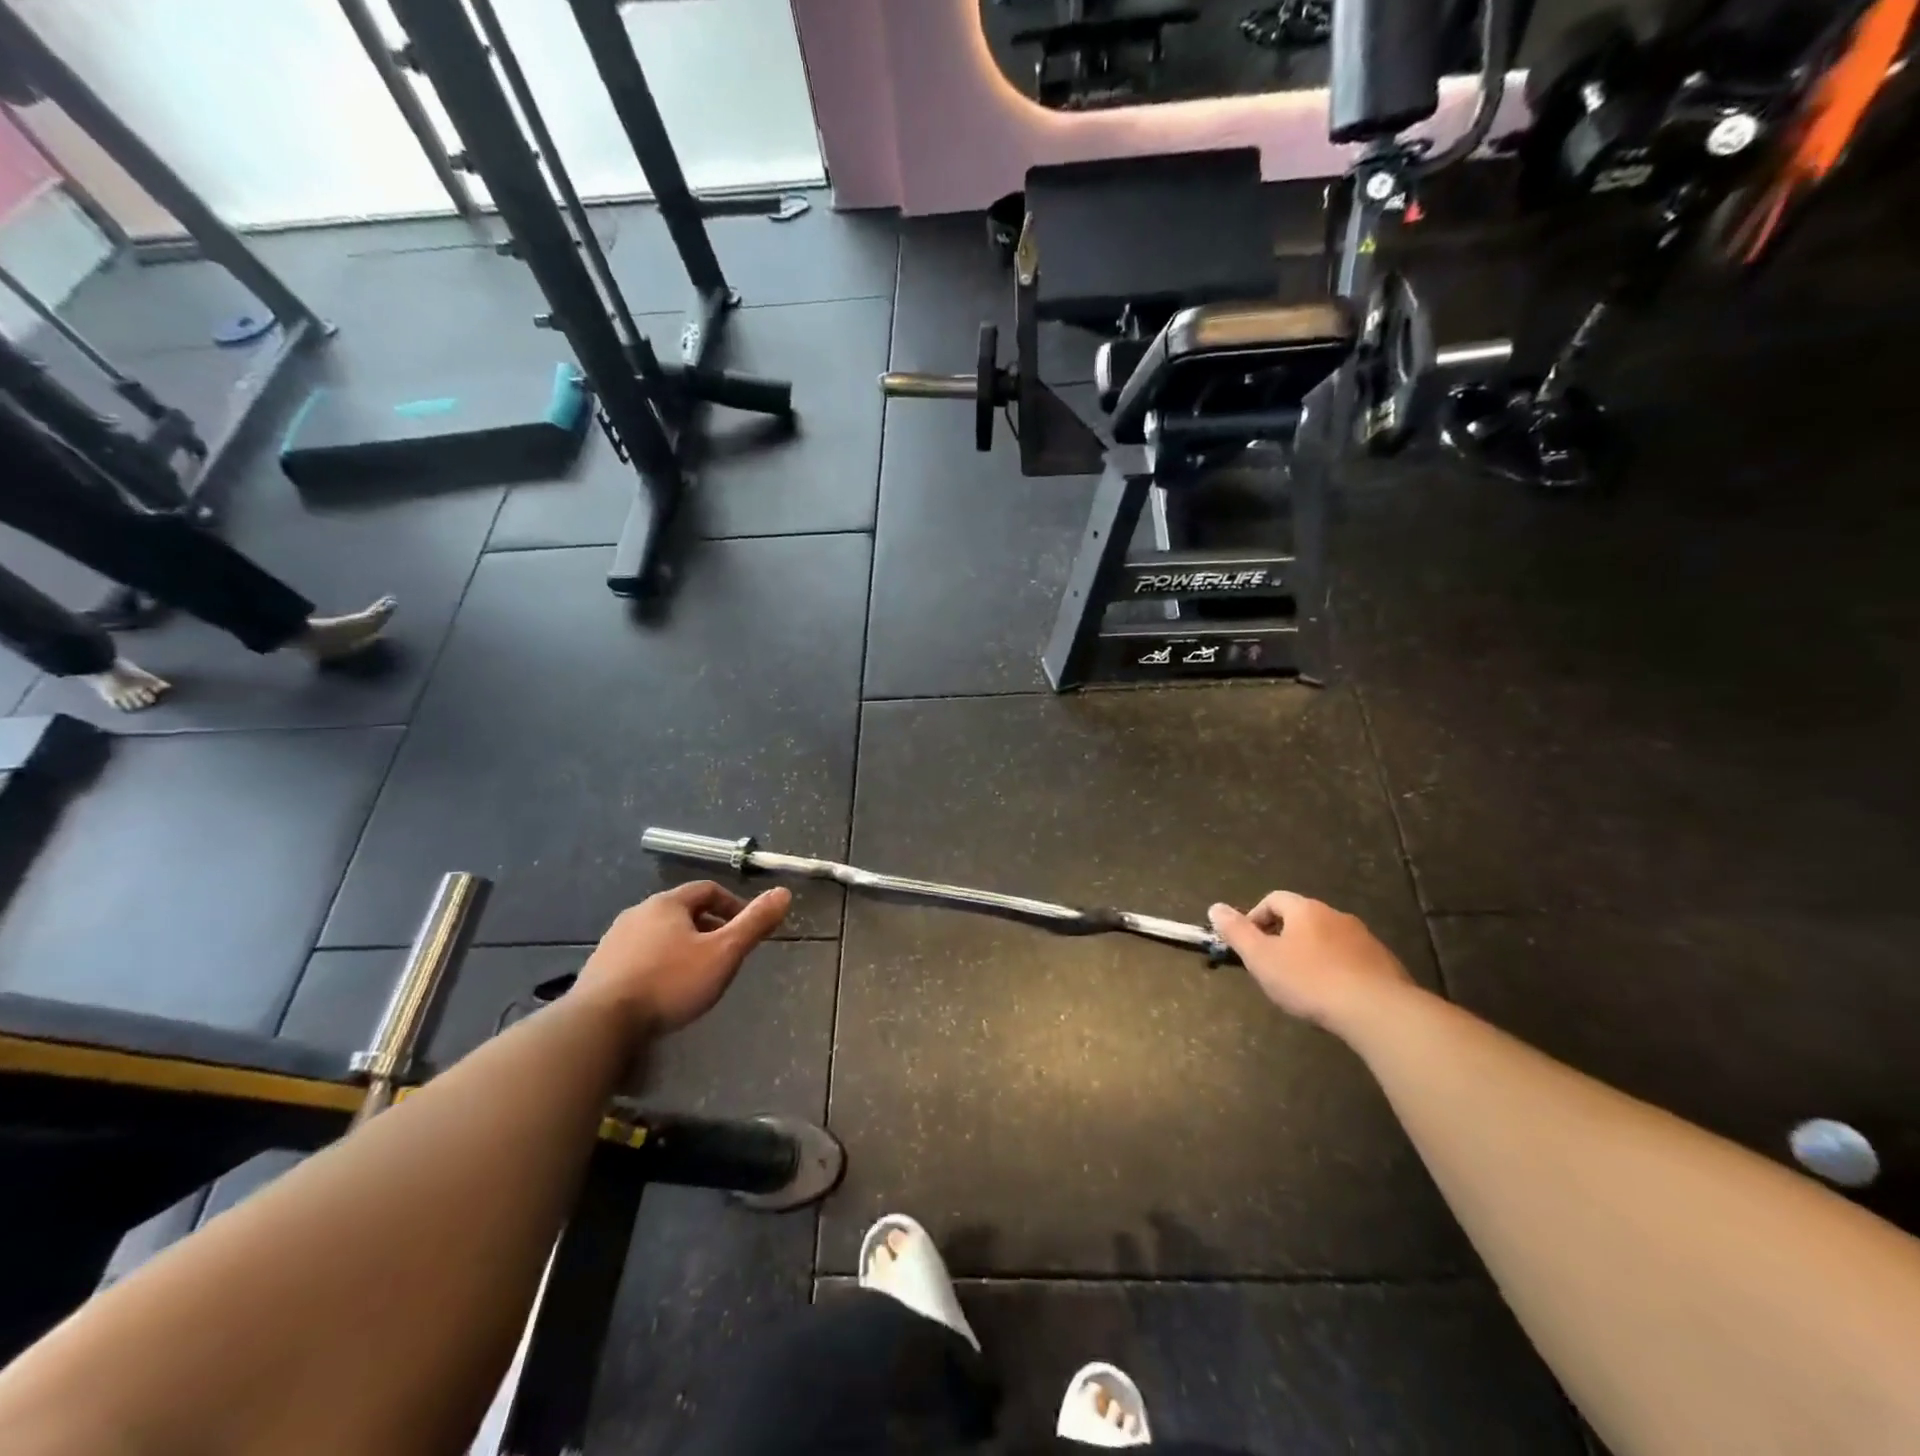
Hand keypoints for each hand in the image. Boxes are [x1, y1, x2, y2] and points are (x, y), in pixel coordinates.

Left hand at [575, 881, 791, 1036]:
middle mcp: (638, 913)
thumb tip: (784, 892)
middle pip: (682, 911)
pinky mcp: (599, 969)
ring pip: (658, 934)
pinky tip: (663, 990)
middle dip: (708, 927)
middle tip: (725, 952)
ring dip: (681, 946)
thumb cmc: (670, 982)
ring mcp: (614, 941)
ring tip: (696, 973)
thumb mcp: (723, 953)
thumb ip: (754, 923)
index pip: (707, 890)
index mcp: (667, 904)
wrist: (599, 1023)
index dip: (732, 905)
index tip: (746, 928)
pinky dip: (658, 964)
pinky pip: (638, 956)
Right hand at [1209, 892, 1412, 1029]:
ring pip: (1329, 938)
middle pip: (1302, 918)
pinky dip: (1338, 969)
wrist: (1378, 1011)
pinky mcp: (1385, 963)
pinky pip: (1352, 959)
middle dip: (1284, 937)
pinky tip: (1335, 995)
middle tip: (1273, 965)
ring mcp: (1364, 938)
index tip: (1250, 944)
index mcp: (1305, 910)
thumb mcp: (1262, 958)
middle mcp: (1336, 915)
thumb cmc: (1310, 981)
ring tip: (1304, 983)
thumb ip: (1237, 932)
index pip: (1274, 899)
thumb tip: (1215, 908)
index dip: (1256, 917)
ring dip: (1312, 953)